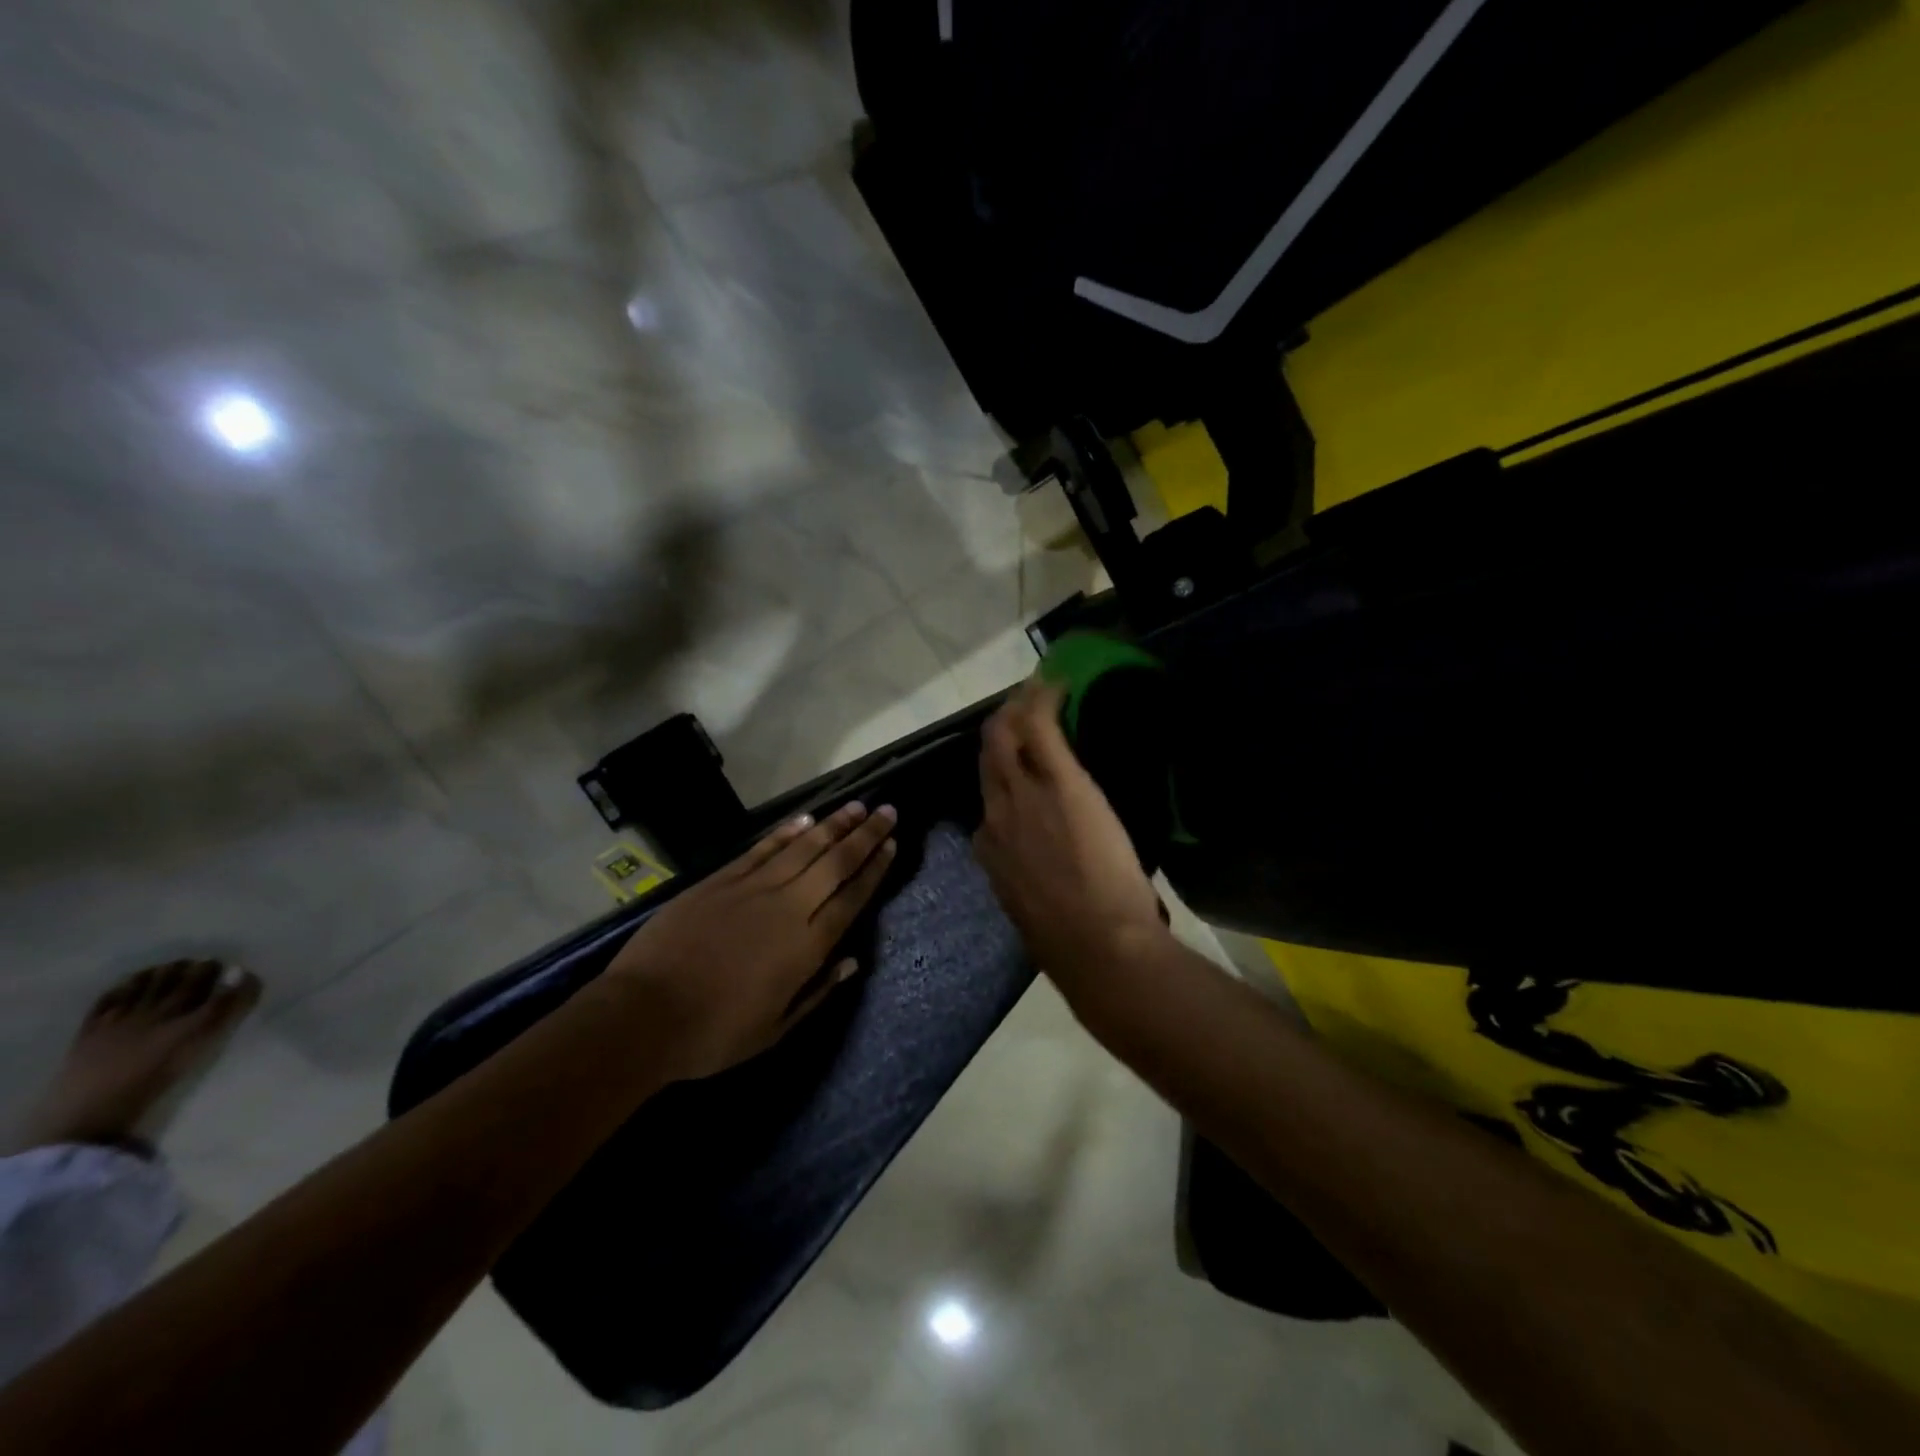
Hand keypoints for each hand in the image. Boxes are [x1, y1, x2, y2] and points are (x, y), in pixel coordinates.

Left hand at [606, 802, 897, 1081]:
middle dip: (865, 835)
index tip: (892, 844)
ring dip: (833, 825)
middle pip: (835, 863)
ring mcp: (752, 889)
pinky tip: (805, 819)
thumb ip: (818, 990)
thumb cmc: (714, 1034)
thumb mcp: (775, 1028)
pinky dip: (786, 832)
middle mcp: (788, 908)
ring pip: (803, 847)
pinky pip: (762, 849)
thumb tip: (852, 960)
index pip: (852, 898)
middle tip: (887, 811)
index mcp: (806, 947)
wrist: (643, 1016)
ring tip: (856, 806)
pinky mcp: (720, 880)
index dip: (875, 869)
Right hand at [973, 677, 1168, 1000]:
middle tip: (1016, 711)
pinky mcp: (1059, 779)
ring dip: (1015, 711)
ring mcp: (1024, 794)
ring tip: (1032, 693)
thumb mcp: (1034, 910)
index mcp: (992, 851)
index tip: (1016, 766)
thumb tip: (1044, 876)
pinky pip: (1040, 727)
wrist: (1095, 944)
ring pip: (1004, 737)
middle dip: (998, 731)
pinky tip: (1055, 684)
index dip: (1000, 778)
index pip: (988, 801)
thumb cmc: (1072, 941)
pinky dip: (1043, 701)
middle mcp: (997, 815)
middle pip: (987, 760)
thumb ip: (1029, 883)